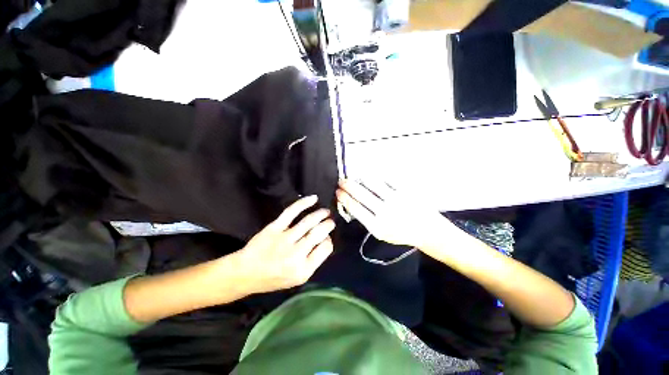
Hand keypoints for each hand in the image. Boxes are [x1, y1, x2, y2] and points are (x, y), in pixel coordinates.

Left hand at [232, 195, 334, 294]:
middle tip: (331, 221)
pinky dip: (304, 203)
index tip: (326, 237)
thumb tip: (325, 240)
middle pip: (319, 233)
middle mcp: (296, 254)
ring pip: (309, 221)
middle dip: (328, 225)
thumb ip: (313, 261)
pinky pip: (292, 212)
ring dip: (321, 214)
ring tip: (326, 212)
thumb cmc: (273, 278)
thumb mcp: (297, 279)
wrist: (246, 273)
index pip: (326, 248)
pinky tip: (314, 199)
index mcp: (303, 269)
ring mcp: (285, 239)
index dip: (329, 240)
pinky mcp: (274, 228)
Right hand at [336, 179, 452, 250]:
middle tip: (341, 181)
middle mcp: (385, 212)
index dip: (344, 198)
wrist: (427, 230)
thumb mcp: (381, 233)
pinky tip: (370, 175)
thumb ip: (367, 219)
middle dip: (347, 185)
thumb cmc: (401, 233)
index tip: (338, 192)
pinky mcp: (405, 191)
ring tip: (355, 177)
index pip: (355, 208)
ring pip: (372, 183)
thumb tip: (352, 202)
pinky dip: (375, 176)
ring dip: (360, 178)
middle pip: (360, 194)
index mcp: (377, 226)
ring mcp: (395, 200)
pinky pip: (386, 179)